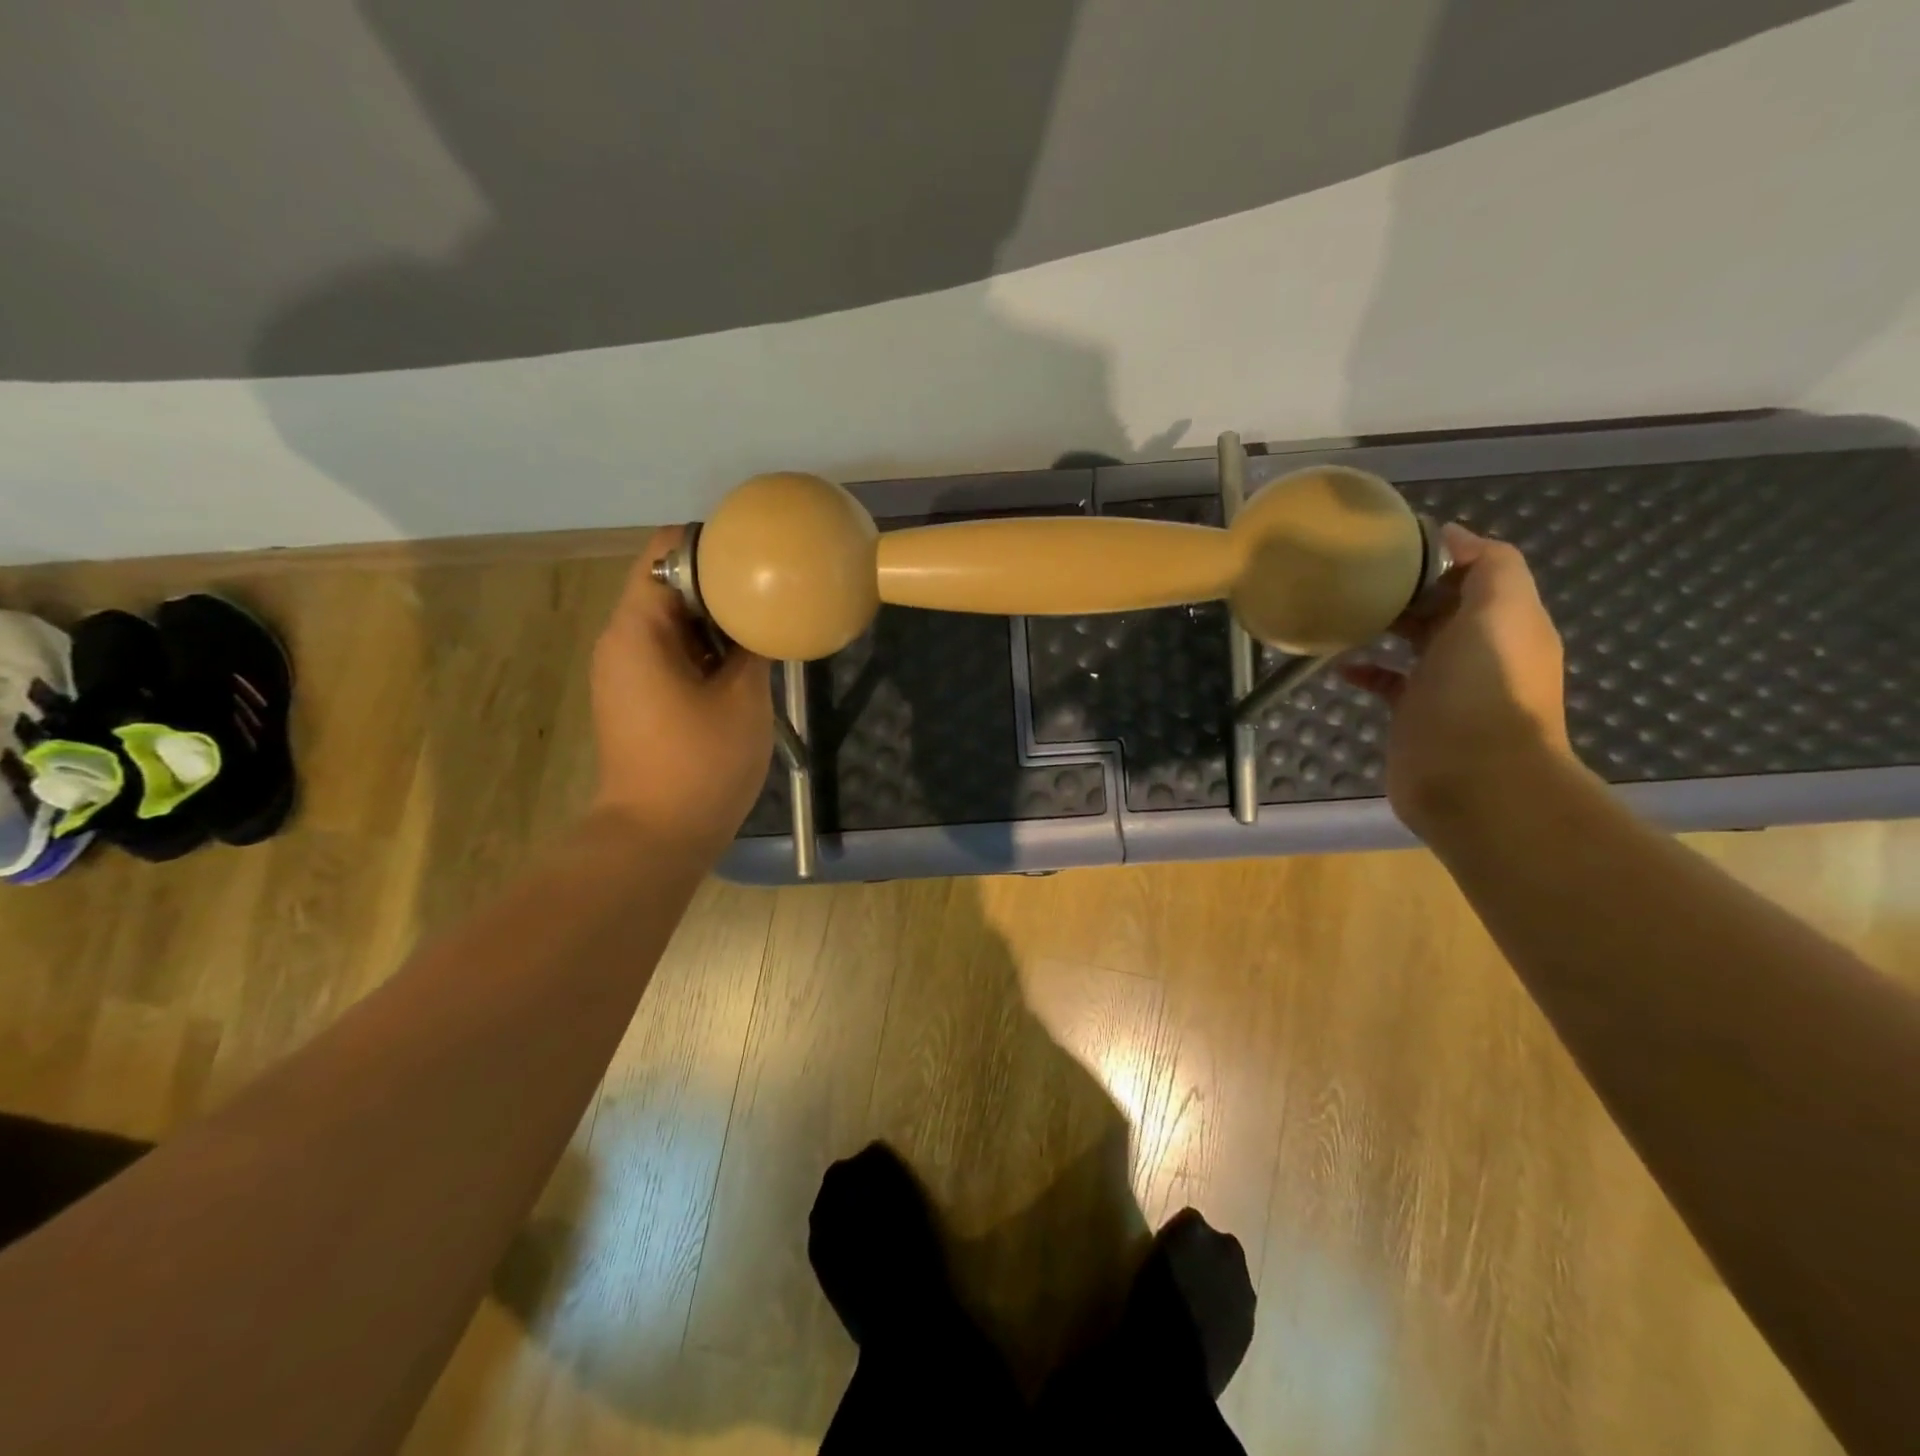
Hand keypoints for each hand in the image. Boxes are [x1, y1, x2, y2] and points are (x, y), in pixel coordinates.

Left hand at [590, 529, 772, 857]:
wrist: (656, 836)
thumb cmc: (702, 763)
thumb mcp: (744, 698)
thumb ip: (753, 644)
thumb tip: (764, 614)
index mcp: (638, 628)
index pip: (666, 552)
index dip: (711, 545)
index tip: (756, 554)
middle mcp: (620, 640)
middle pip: (667, 583)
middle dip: (718, 581)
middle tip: (771, 586)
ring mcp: (624, 670)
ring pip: (671, 620)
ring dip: (714, 617)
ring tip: (764, 619)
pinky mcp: (635, 696)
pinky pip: (669, 651)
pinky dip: (703, 647)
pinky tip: (742, 659)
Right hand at [1341, 525, 1571, 838]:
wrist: (1473, 780)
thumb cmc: (1483, 690)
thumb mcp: (1500, 612)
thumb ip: (1489, 566)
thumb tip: (1454, 534)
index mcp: (1506, 621)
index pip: (1475, 574)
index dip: (1440, 556)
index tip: (1393, 546)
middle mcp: (1479, 649)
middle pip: (1441, 606)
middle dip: (1407, 588)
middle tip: (1359, 576)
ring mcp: (1445, 685)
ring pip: (1413, 642)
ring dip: (1384, 626)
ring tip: (1344, 612)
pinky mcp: (1413, 714)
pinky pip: (1387, 683)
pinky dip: (1366, 671)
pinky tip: (1341, 667)